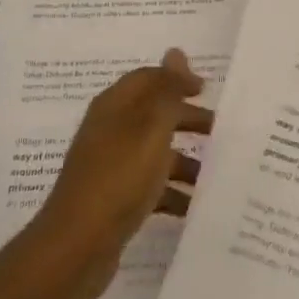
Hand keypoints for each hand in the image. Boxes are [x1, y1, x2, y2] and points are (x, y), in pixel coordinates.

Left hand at [31, 49, 212, 298]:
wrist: (76, 247)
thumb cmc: (118, 177)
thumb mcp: (150, 128)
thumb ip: (167, 90)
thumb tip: (176, 51)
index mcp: (115, 105)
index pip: (149, 78)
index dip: (177, 79)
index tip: (207, 91)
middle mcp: (111, 129)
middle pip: (154, 114)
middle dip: (187, 120)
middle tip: (221, 131)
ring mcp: (111, 165)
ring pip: (155, 153)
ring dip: (185, 161)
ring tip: (216, 175)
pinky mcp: (114, 200)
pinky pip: (149, 187)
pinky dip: (172, 193)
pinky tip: (194, 208)